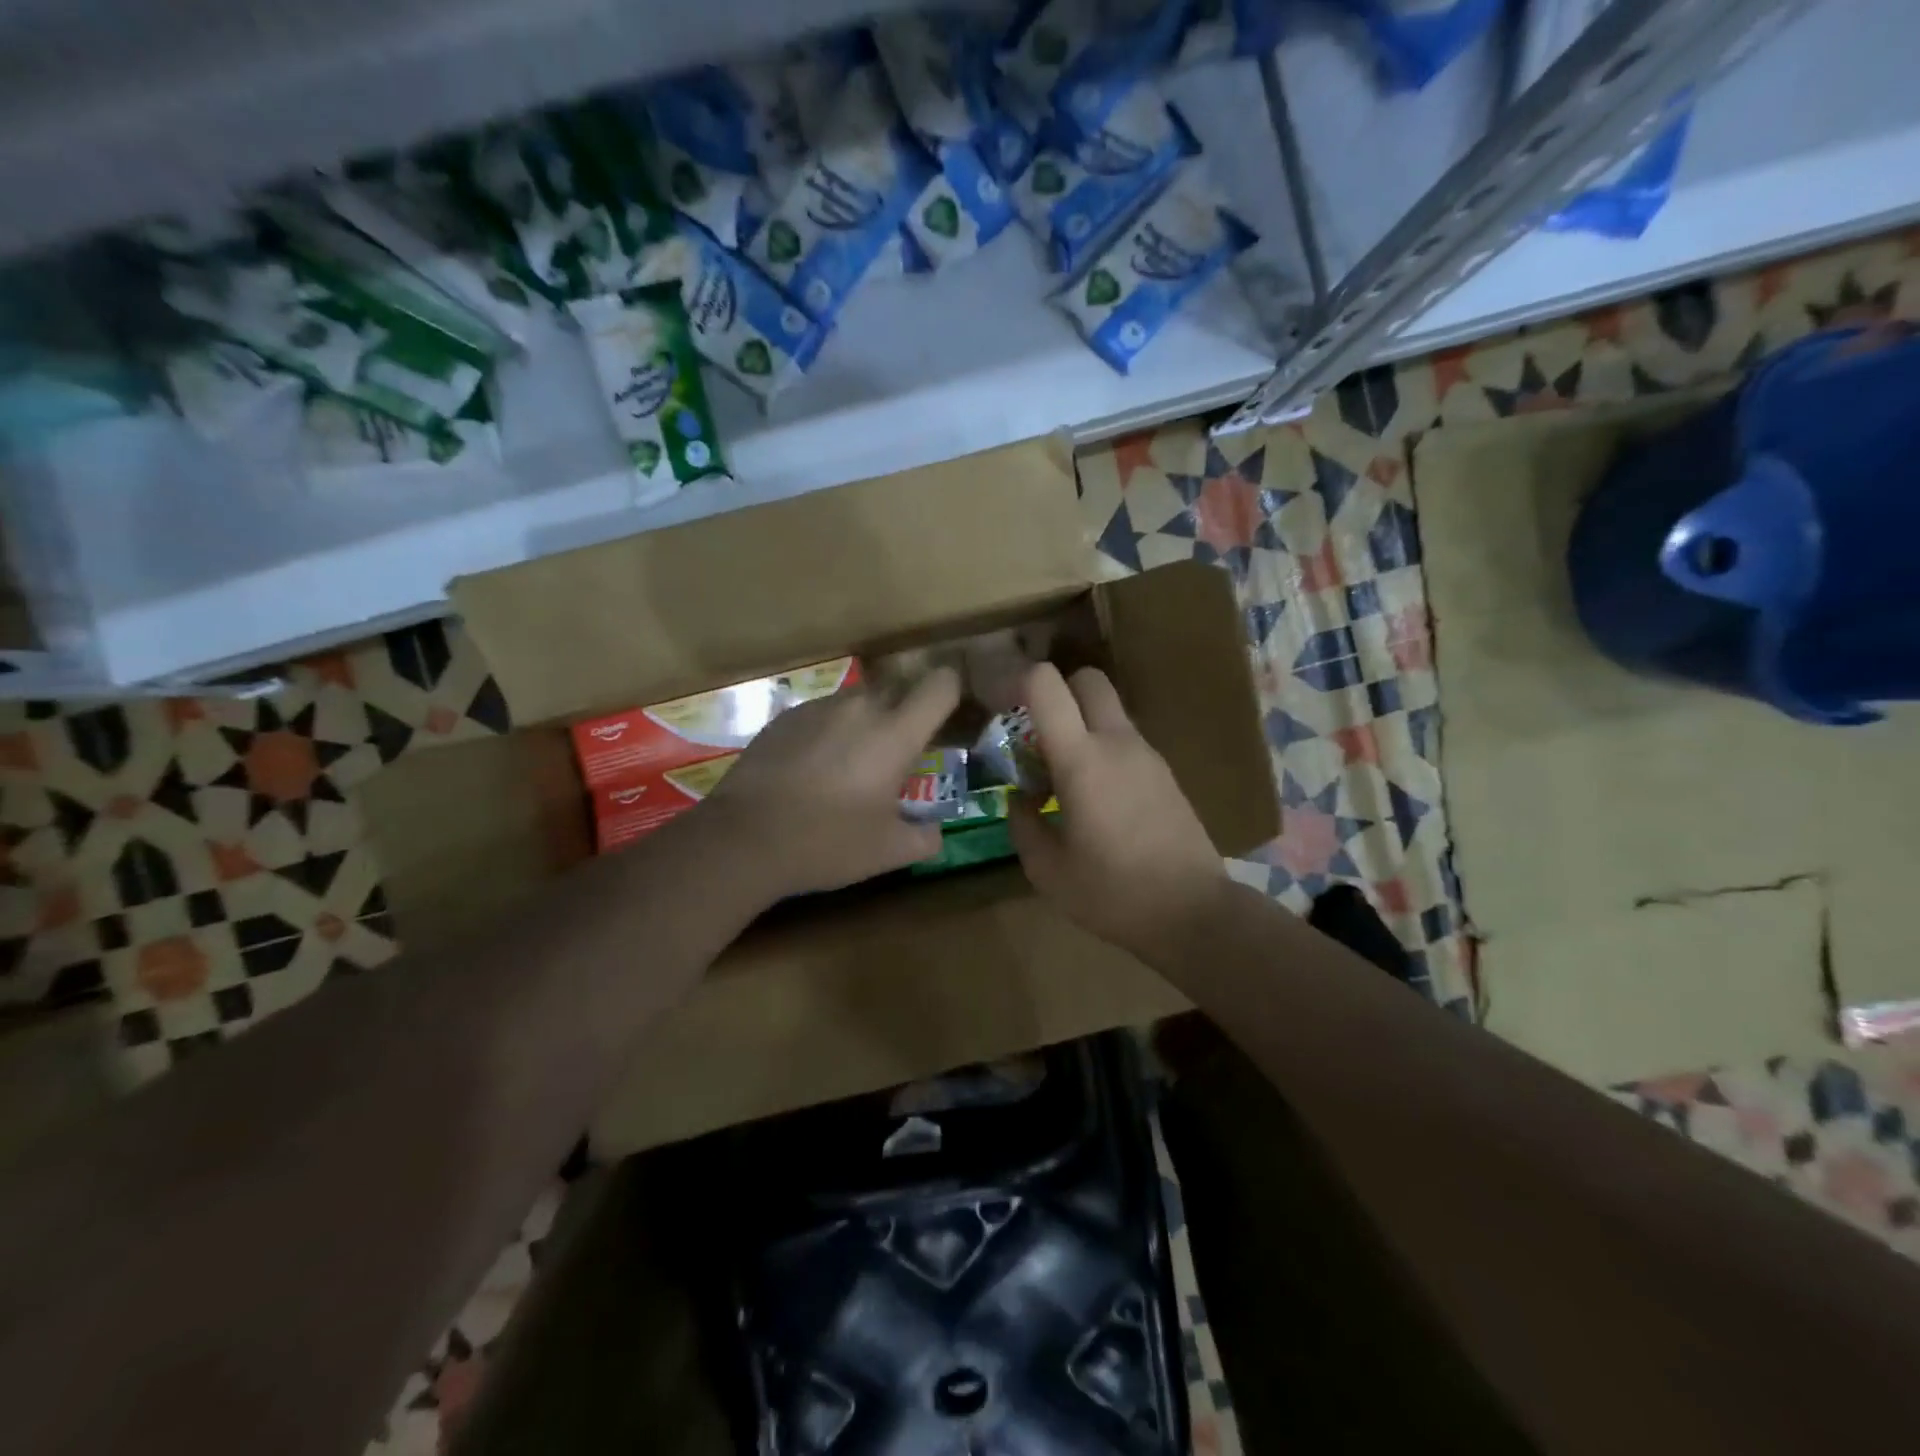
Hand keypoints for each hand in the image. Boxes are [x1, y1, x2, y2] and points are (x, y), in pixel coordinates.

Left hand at [698, 666, 961, 899]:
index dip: (953, 692)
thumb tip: (935, 831)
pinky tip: (812, 771)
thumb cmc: (827, 843)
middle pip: (899, 690)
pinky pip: (823, 713)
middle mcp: (859, 707)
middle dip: (908, 714)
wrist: (742, 838)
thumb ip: (925, 838)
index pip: (941, 684)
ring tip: (851, 767)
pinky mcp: (783, 717)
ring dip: (867, 723)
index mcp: (895, 733)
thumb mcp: (888, 852)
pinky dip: (830, 732)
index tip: (951, 716)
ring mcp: (817, 708)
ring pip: (858, 701)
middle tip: (901, 755)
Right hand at [1008, 664, 1231, 961]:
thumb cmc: (1113, 894)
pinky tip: (1096, 799)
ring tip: (1062, 777)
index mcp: (1082, 759)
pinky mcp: (1165, 773)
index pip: (1046, 684)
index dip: (1016, 681)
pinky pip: (1125, 741)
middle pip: (1088, 679)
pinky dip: (1102, 749)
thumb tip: (1019, 799)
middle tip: (1037, 734)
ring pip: (1108, 711)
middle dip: (1057, 692)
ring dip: (1080, 725)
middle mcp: (1117, 742)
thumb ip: (1022, 824)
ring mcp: (1147, 755)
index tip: (999, 707)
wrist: (1194, 913)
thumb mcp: (1047, 870)